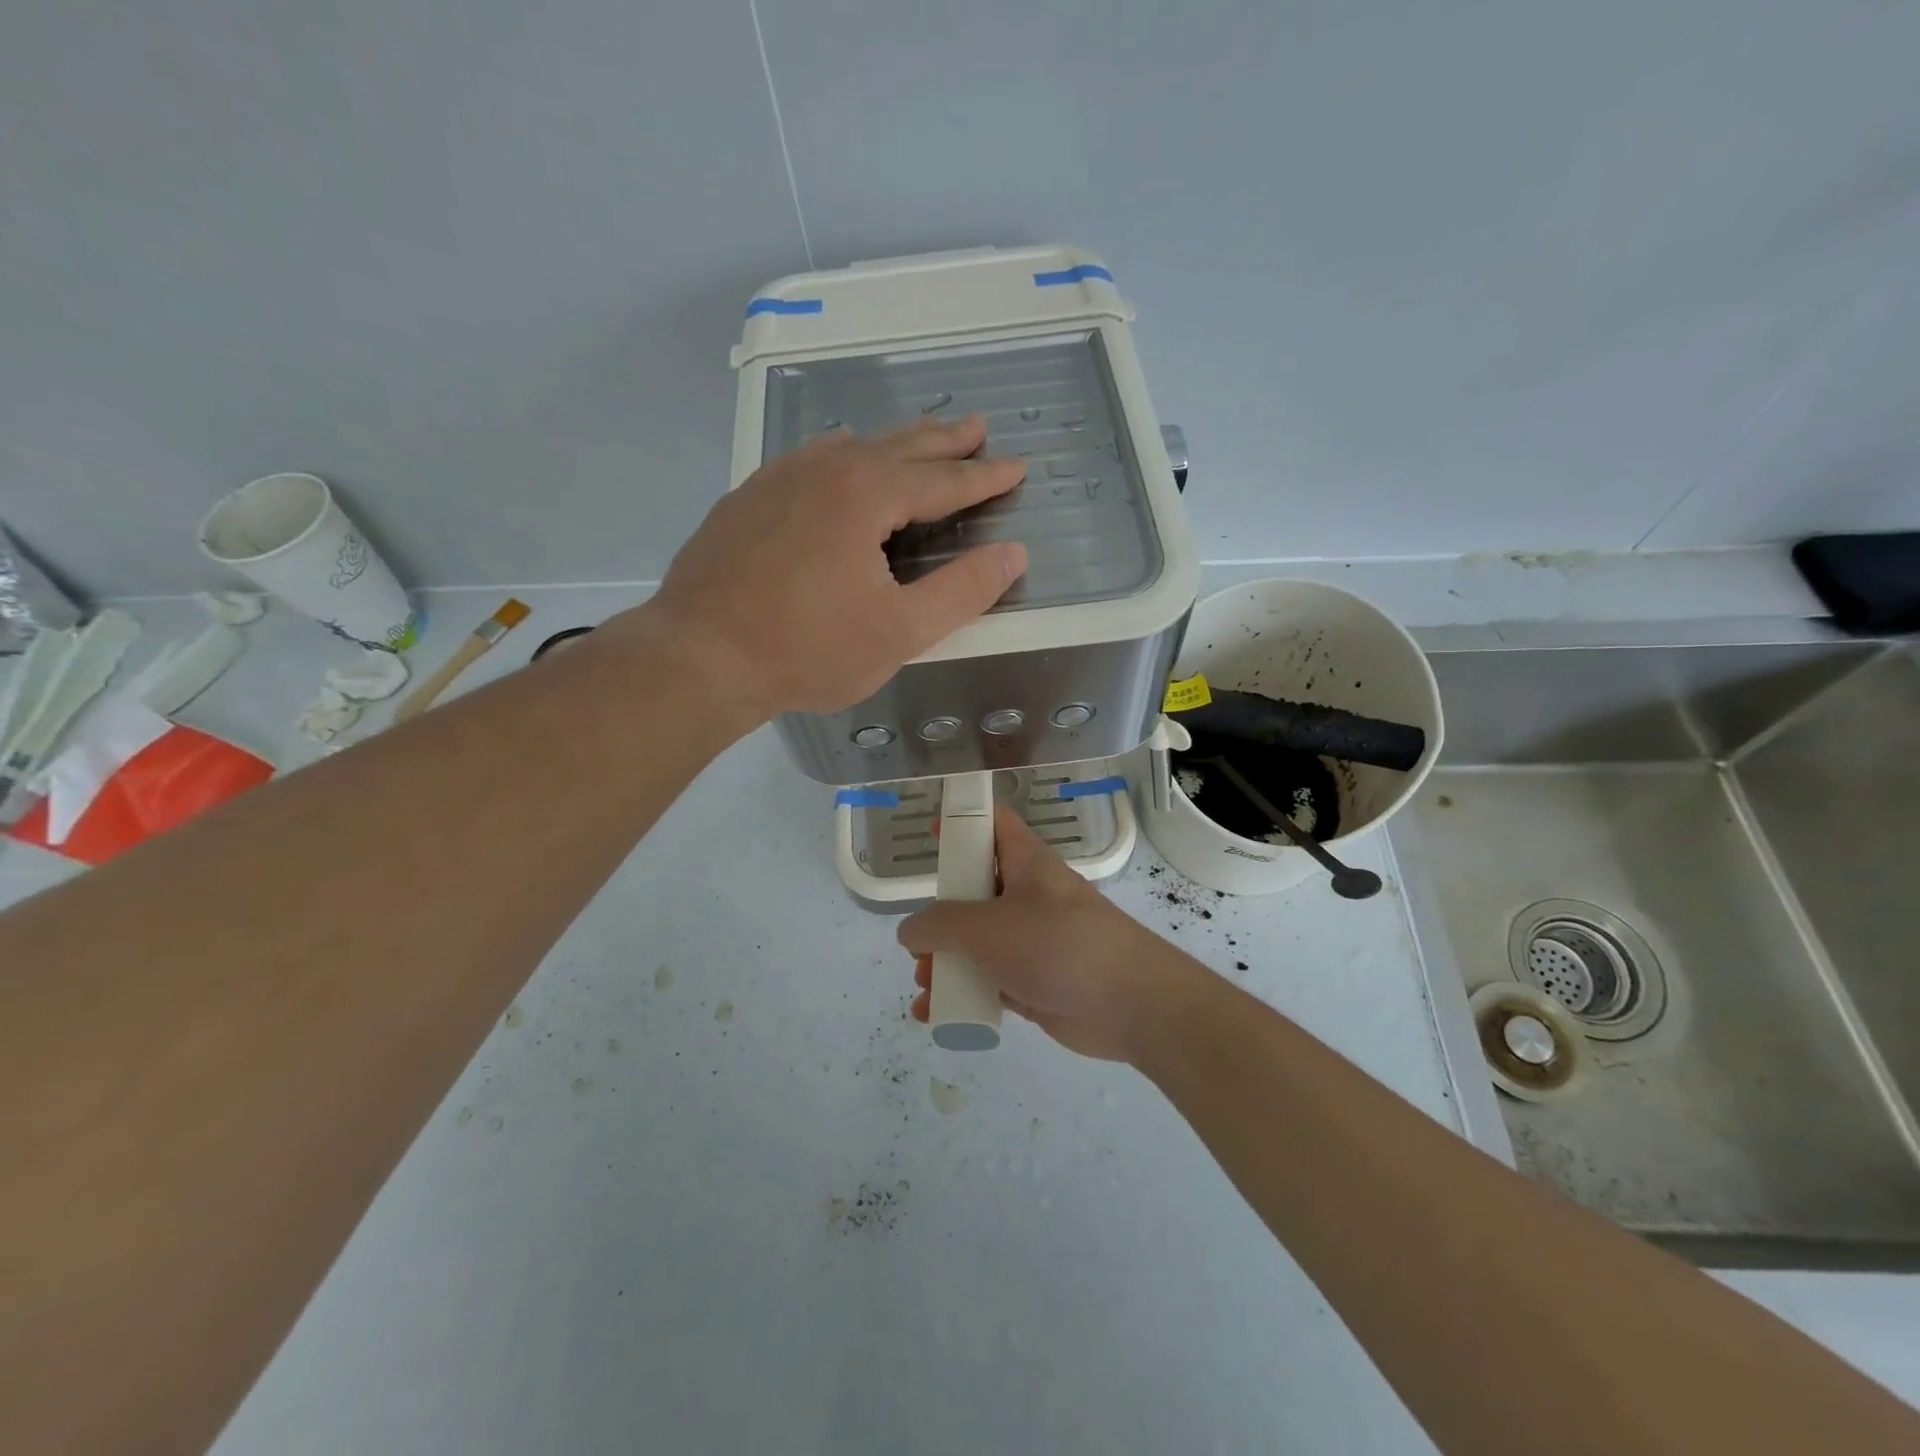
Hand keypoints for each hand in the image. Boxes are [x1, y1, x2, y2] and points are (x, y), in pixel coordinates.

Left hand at [641, 415, 1026, 720]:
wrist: (699, 657)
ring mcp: (778, 479)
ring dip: (893, 442)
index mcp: (865, 495)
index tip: (1017, 467)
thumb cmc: (808, 650)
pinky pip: (808, 459)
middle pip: (898, 447)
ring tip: (920, 436)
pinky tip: (839, 455)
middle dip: (943, 440)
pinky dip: (841, 454)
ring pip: (851, 447)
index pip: (941, 480)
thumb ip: (962, 591)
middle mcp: (824, 470)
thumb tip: (1013, 554)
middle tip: (977, 428)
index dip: (983, 477)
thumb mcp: (900, 631)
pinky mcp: (747, 499)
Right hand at [898, 806, 1203, 1061]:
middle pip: (975, 889)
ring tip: (925, 984)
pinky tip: (936, 1012)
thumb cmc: (1058, 945)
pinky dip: (964, 992)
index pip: (992, 823)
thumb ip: (940, 926)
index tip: (929, 833)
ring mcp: (1033, 940)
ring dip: (946, 960)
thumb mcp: (988, 927)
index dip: (961, 821)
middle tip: (919, 940)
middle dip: (940, 915)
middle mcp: (1028, 895)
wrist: (1131, 1004)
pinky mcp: (1036, 980)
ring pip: (979, 941)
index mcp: (1025, 862)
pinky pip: (989, 979)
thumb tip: (911, 932)